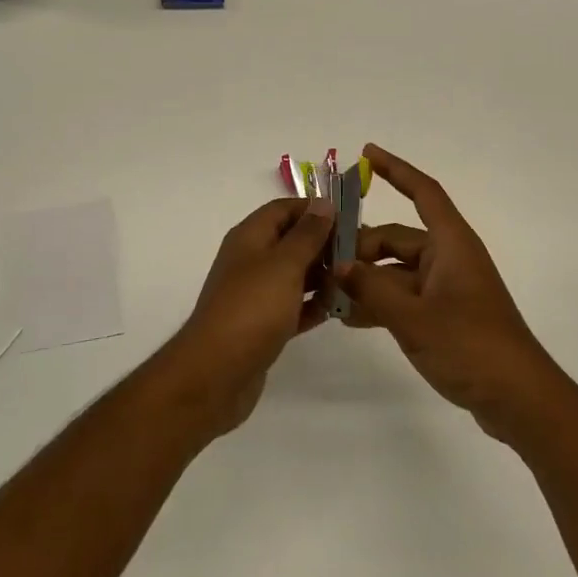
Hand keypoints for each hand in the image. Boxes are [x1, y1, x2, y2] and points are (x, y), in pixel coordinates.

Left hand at [161, 197, 336, 435]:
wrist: (216, 373)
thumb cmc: (252, 308)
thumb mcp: (284, 264)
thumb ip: (307, 234)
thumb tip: (323, 203)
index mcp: (250, 237)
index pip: (284, 209)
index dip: (315, 209)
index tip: (350, 218)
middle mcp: (250, 261)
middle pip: (291, 241)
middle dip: (324, 243)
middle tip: (361, 252)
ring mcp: (255, 295)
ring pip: (295, 275)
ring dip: (322, 276)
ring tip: (355, 280)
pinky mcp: (262, 326)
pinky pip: (293, 307)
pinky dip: (313, 306)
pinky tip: (338, 310)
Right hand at [334, 146, 561, 438]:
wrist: (518, 399)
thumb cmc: (471, 346)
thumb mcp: (414, 318)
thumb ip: (372, 289)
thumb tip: (338, 266)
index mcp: (451, 244)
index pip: (423, 193)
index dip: (397, 170)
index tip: (367, 153)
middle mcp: (449, 258)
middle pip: (397, 238)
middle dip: (361, 248)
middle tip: (323, 264)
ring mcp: (447, 288)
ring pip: (396, 271)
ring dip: (366, 279)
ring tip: (328, 293)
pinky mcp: (444, 315)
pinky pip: (404, 296)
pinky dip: (380, 301)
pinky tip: (350, 317)